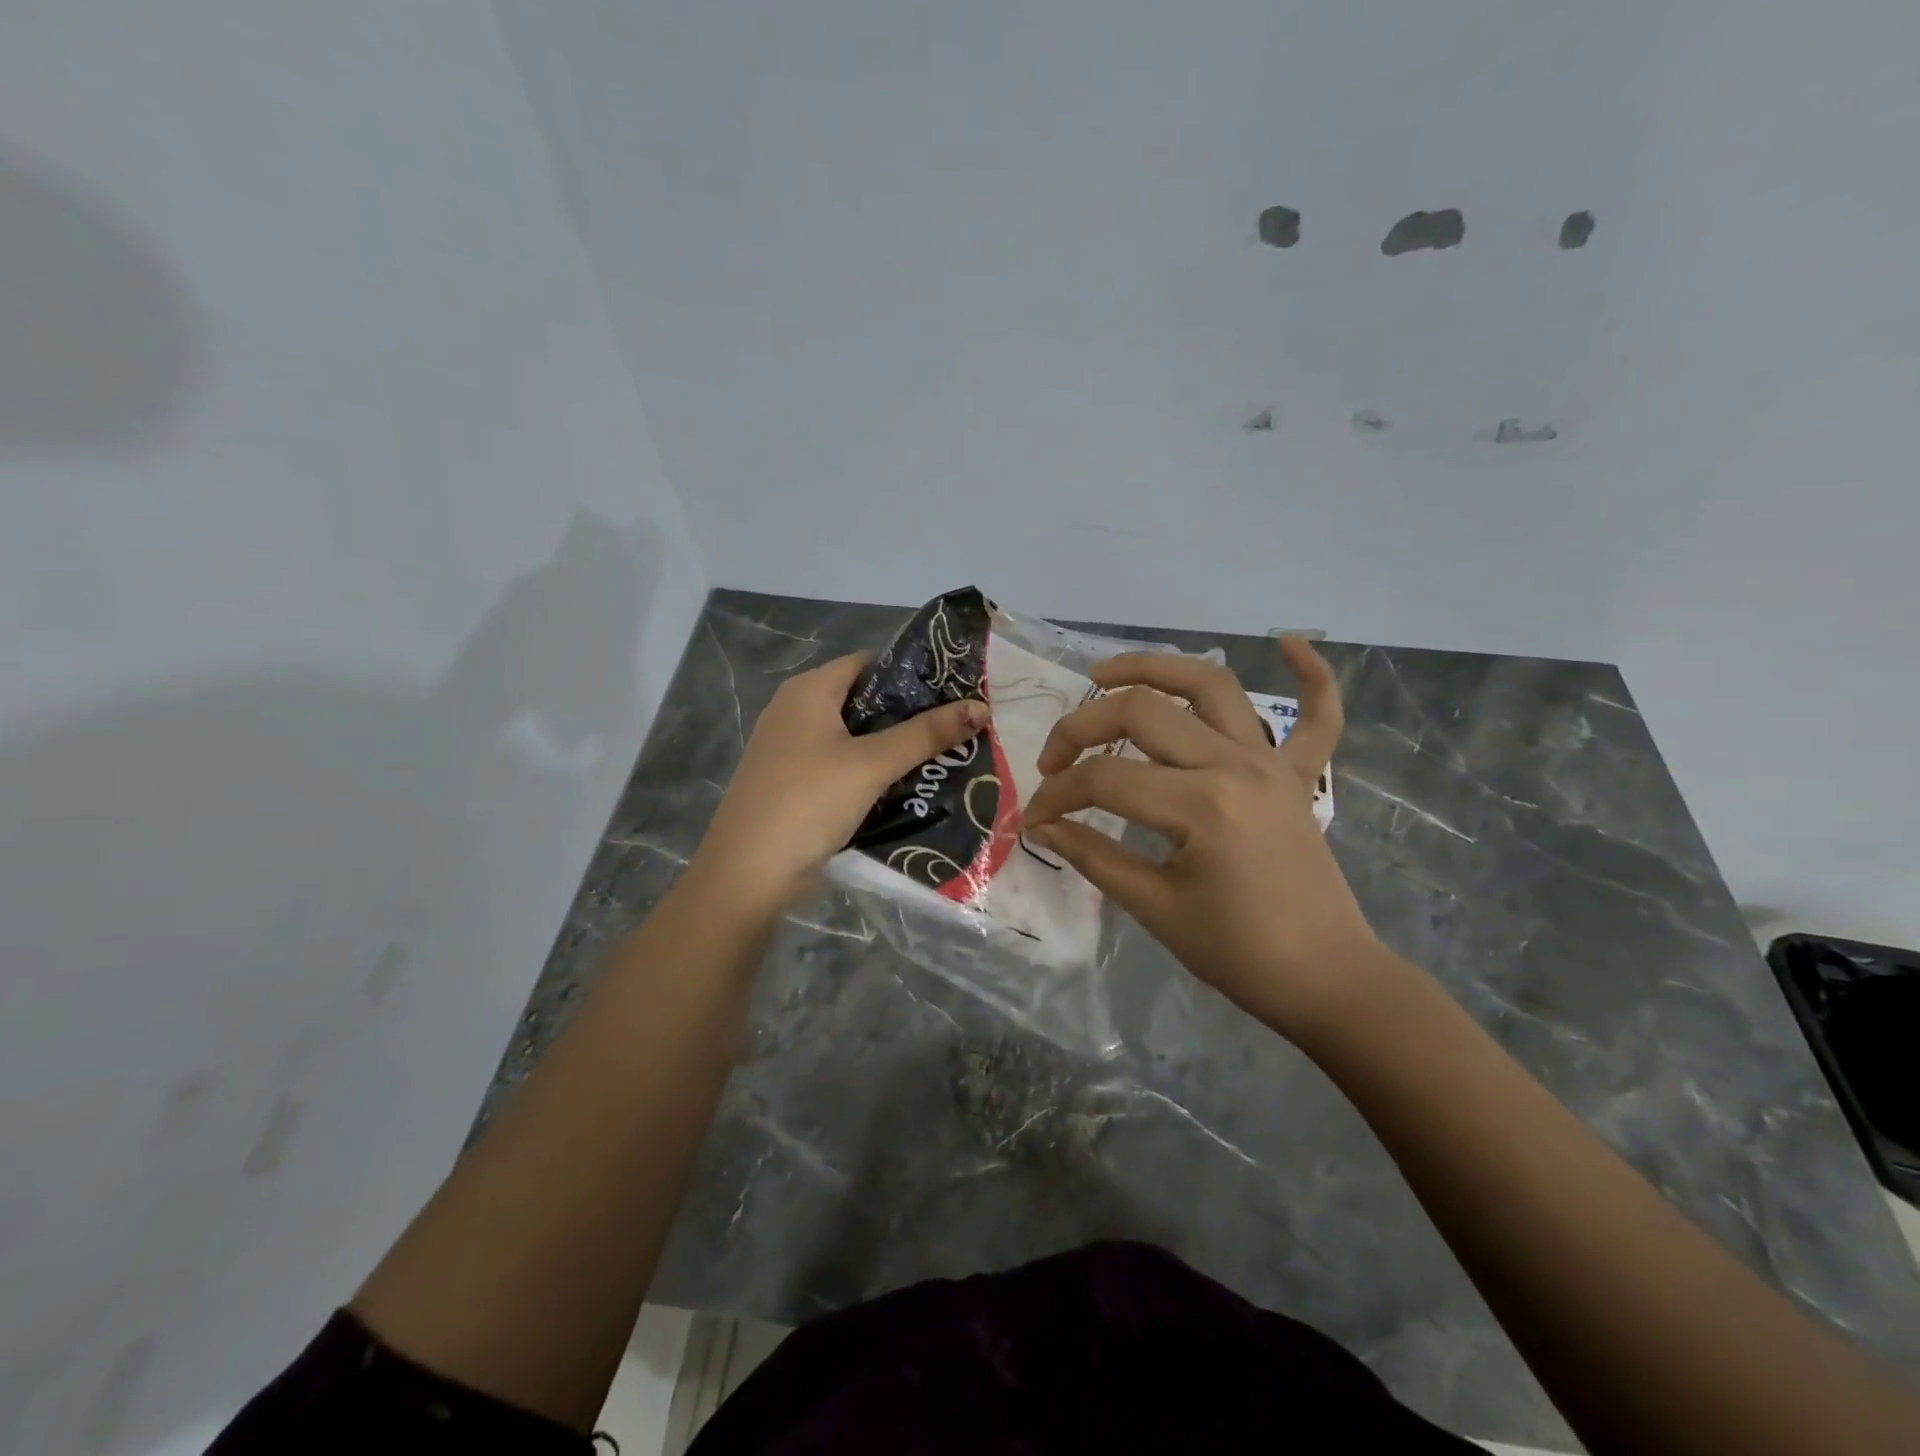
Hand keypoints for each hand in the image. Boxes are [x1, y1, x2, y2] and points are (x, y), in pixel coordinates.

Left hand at [690, 653, 987, 913]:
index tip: (954, 690)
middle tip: (956, 727)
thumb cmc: (809, 801)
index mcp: (808, 691)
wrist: (748, 874)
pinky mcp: (794, 784)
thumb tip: (981, 707)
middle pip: (863, 701)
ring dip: (893, 747)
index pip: (869, 664)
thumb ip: (926, 734)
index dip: (911, 673)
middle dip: (908, 715)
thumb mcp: (872, 764)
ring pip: (854, 738)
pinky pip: (842, 766)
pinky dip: (871, 772)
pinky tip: (906, 786)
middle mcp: (796, 711)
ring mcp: (791, 750)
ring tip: (943, 756)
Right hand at [1023, 639, 1382, 1041]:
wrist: (1327, 981)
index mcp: (1201, 805)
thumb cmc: (1238, 955)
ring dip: (1155, 667)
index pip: (1105, 779)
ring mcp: (1273, 763)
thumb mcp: (1155, 908)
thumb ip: (1093, 856)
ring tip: (1105, 674)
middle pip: (1142, 712)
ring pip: (1211, 685)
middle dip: (1082, 727)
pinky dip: (1313, 676)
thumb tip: (1041, 827)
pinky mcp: (1299, 776)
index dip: (1058, 796)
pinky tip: (1290, 641)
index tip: (1035, 820)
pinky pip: (1319, 715)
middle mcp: (1236, 765)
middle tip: (1055, 759)